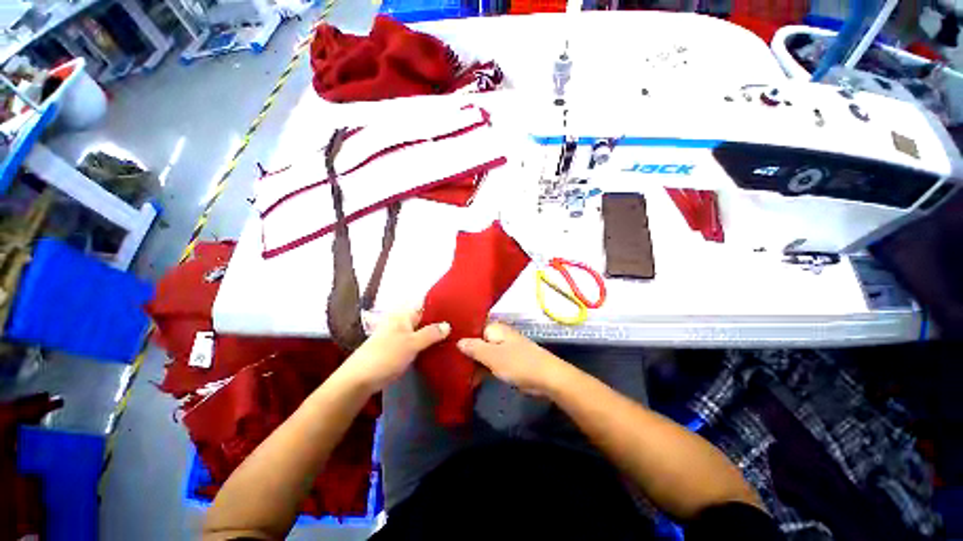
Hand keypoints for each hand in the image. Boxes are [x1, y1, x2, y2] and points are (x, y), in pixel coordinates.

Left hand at [342, 310, 449, 392]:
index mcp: (403, 315)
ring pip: (421, 331)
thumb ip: (431, 333)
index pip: (425, 305)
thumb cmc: (386, 356)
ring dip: (434, 334)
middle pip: (424, 319)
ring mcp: (400, 336)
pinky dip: (427, 344)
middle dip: (440, 322)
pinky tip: (439, 348)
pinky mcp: (399, 349)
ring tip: (454, 336)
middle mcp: (402, 322)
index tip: (457, 310)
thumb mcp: (411, 343)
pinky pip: (417, 342)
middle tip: (460, 325)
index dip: (440, 307)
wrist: (359, 379)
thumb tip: (448, 324)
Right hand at [457, 322, 569, 395]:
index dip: (459, 336)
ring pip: (482, 353)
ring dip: (472, 362)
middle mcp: (498, 335)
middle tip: (446, 363)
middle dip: (464, 352)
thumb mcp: (493, 356)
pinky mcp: (507, 361)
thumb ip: (474, 348)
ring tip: (454, 373)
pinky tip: (470, 379)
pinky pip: (490, 362)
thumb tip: (457, 341)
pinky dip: (482, 369)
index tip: (444, 345)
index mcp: (494, 328)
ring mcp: (503, 348)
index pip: (471, 328)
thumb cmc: (518, 363)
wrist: (547, 377)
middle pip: (476, 341)